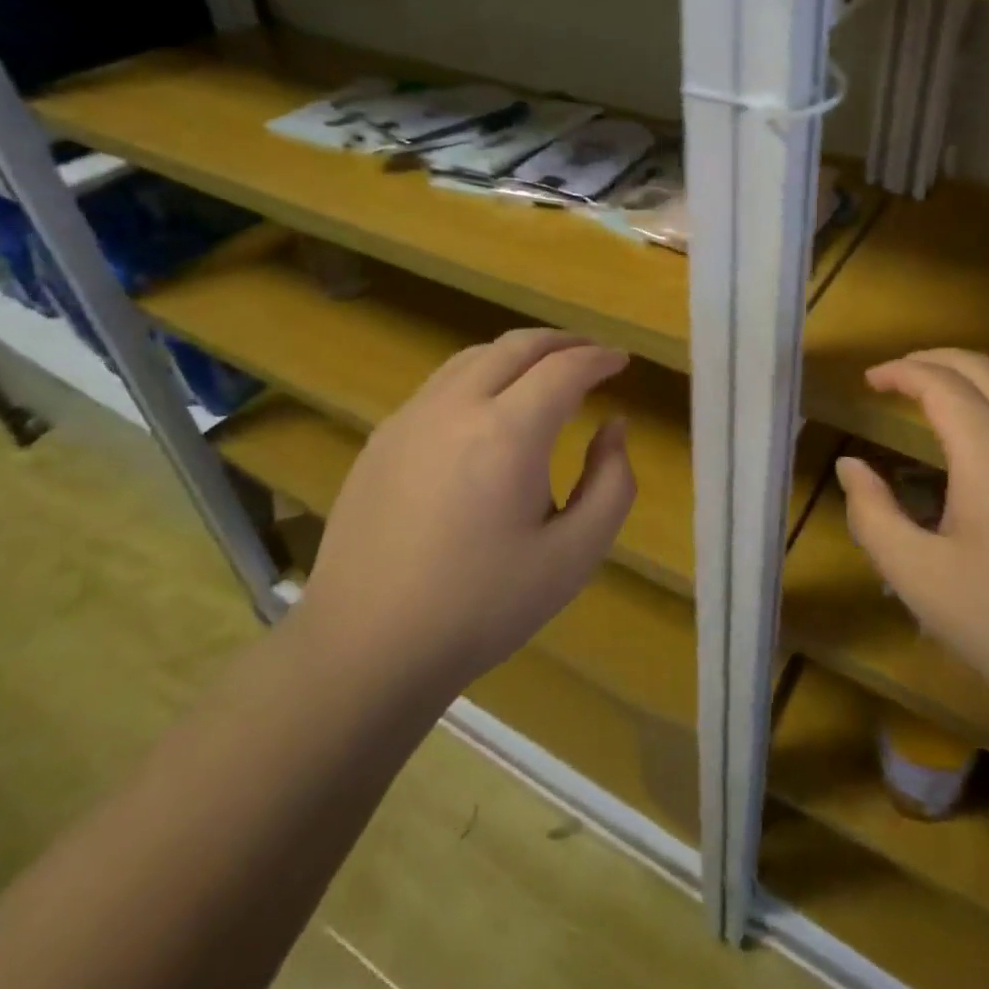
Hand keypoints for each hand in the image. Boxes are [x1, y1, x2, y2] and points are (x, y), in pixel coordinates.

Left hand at [299, 328, 636, 689]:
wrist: (367, 646)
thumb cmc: (481, 607)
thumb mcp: (574, 556)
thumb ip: (612, 484)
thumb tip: (613, 428)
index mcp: (507, 433)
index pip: (565, 369)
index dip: (600, 358)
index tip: (622, 361)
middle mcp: (456, 406)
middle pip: (518, 346)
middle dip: (563, 341)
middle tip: (592, 354)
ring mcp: (411, 417)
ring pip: (475, 356)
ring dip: (519, 353)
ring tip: (546, 371)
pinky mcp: (383, 437)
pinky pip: (442, 383)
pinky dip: (481, 374)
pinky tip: (489, 407)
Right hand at [836, 349, 988, 740]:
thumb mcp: (919, 578)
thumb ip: (873, 514)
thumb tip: (851, 466)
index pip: (940, 382)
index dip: (900, 372)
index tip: (868, 380)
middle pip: (984, 368)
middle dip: (934, 359)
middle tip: (896, 376)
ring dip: (971, 380)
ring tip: (935, 401)